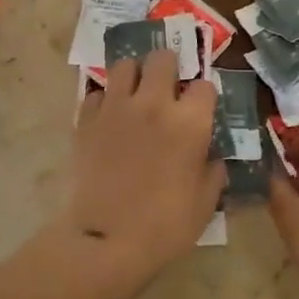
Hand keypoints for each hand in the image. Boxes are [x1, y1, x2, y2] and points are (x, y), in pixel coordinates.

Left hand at [63, 49, 223, 277]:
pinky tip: (108, 119)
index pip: (205, 85)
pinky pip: (96, 93)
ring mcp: (115, 107)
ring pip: (125, 65)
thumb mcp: (205, 202)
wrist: (106, 239)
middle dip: (168, 69)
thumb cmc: (165, 226)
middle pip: (162, 58)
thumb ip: (213, 171)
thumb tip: (211, 157)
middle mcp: (153, 103)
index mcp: (190, 122)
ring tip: (135, 95)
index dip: (203, 98)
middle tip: (167, 90)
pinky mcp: (86, 119)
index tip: (200, 112)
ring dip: (134, 76)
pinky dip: (104, 101)